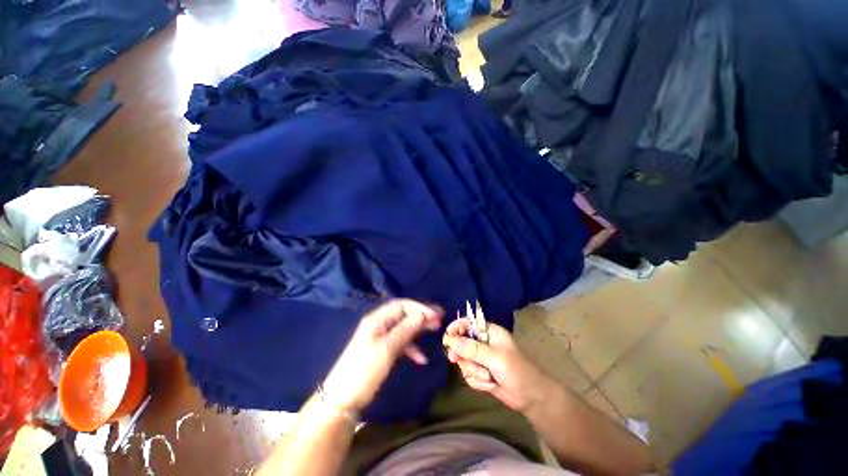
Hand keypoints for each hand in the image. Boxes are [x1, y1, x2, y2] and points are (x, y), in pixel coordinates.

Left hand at [322, 299, 442, 414]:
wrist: (342, 400)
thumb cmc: (364, 371)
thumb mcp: (387, 348)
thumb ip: (406, 329)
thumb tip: (423, 313)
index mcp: (376, 319)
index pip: (401, 305)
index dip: (419, 307)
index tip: (435, 315)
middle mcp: (378, 324)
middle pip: (403, 314)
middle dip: (421, 316)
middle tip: (439, 319)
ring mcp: (379, 338)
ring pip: (403, 328)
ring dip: (418, 330)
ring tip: (435, 332)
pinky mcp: (381, 351)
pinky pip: (399, 343)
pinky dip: (411, 347)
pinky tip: (421, 358)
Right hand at [443, 318, 555, 412]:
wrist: (531, 398)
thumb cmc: (516, 371)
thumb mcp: (494, 357)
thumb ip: (471, 348)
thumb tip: (449, 339)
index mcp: (489, 331)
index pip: (467, 323)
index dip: (456, 329)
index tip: (447, 338)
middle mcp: (483, 342)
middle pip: (461, 343)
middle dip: (462, 354)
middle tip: (455, 359)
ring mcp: (481, 358)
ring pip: (464, 360)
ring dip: (473, 371)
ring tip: (487, 377)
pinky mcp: (481, 372)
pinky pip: (468, 374)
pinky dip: (476, 381)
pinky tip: (489, 385)